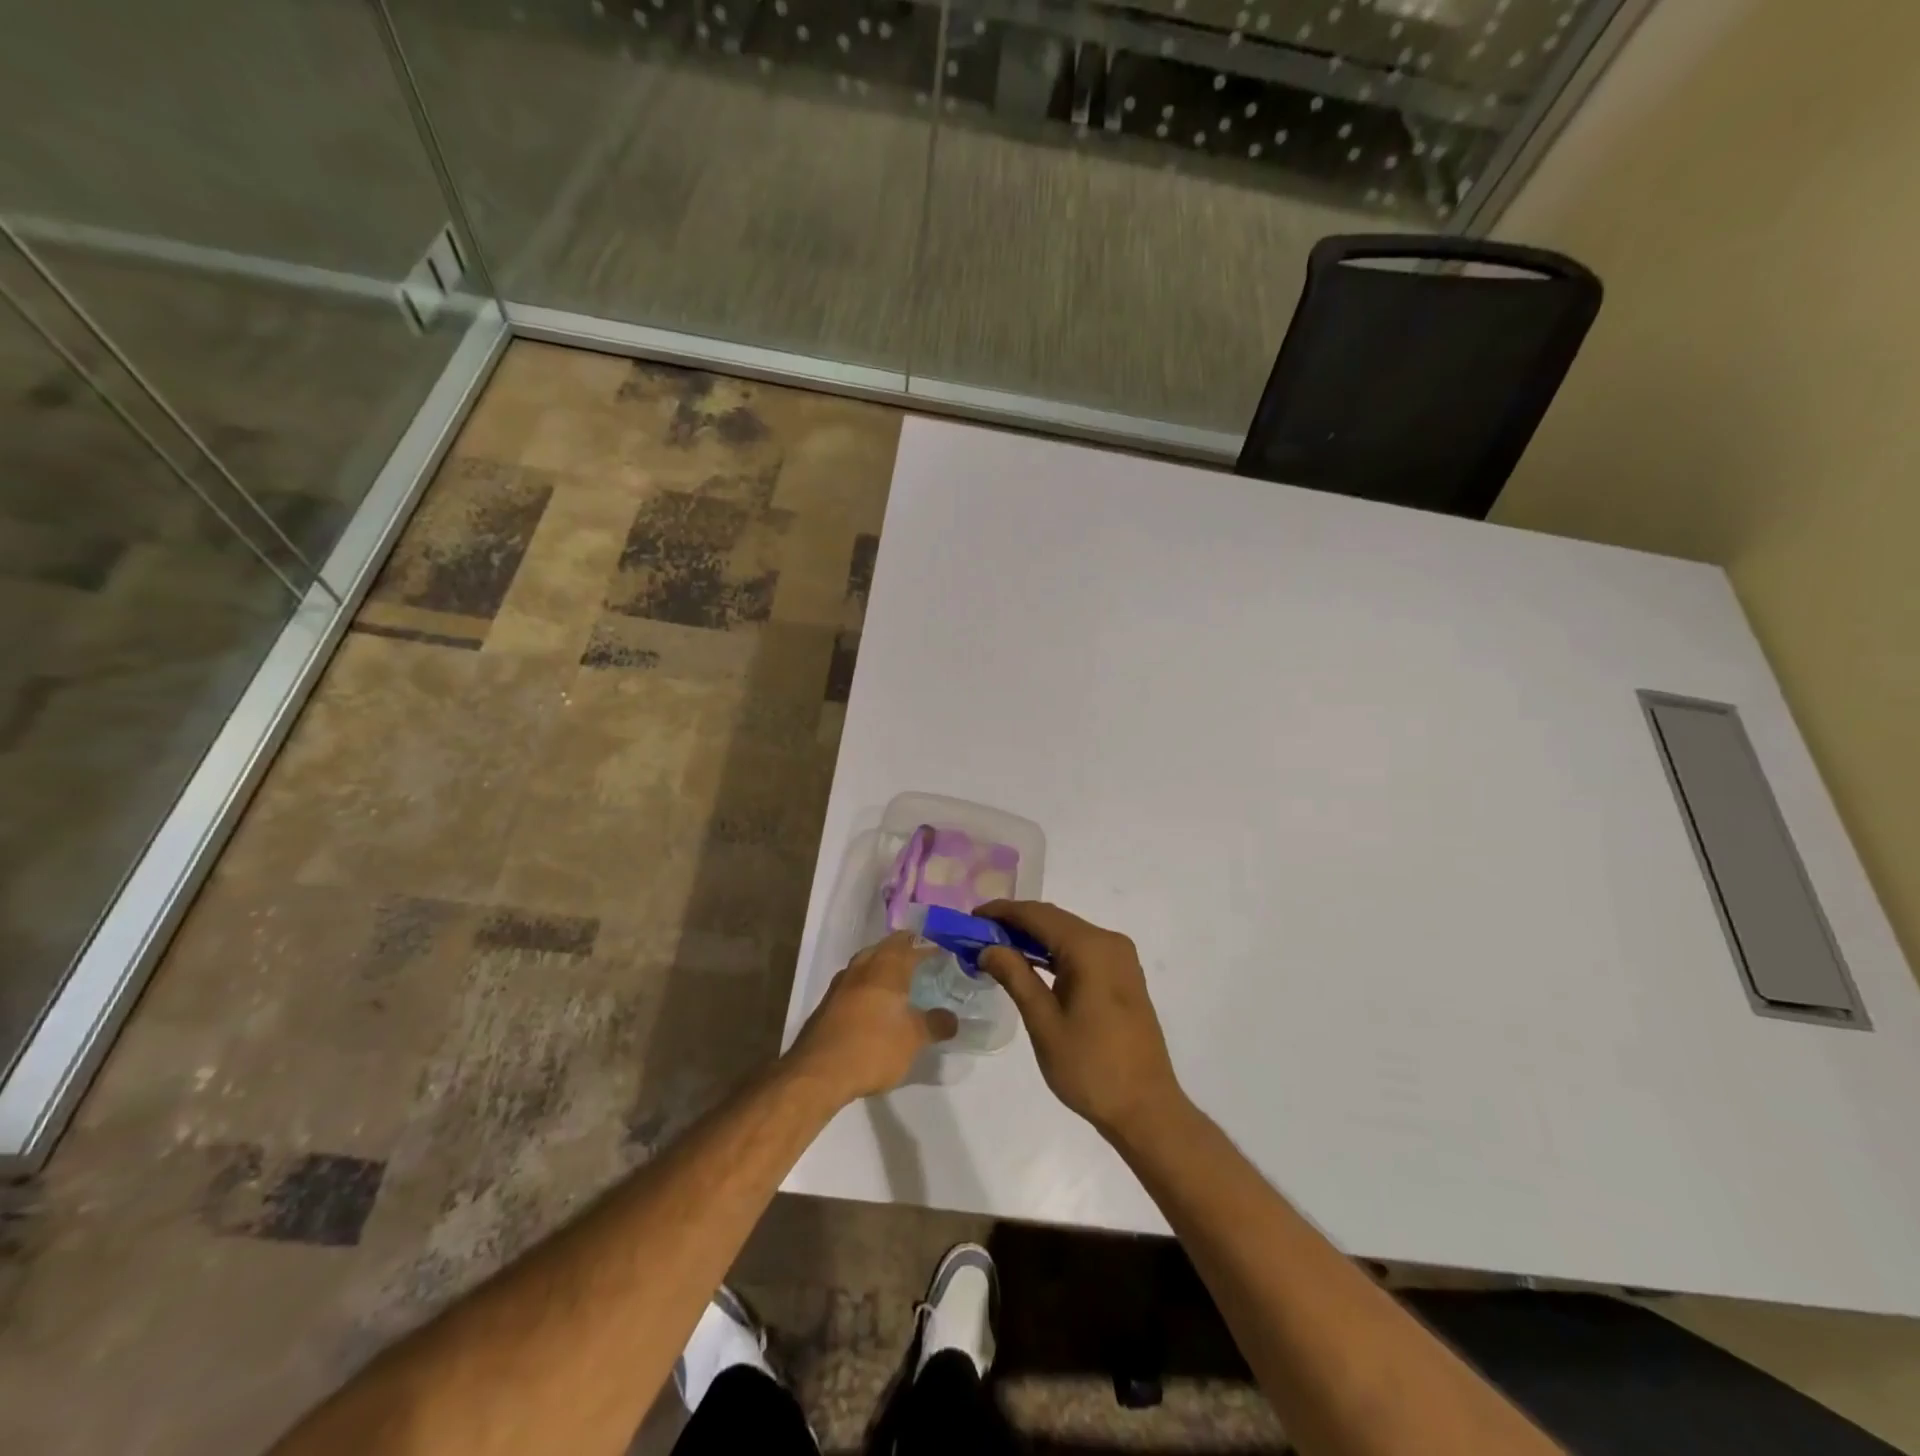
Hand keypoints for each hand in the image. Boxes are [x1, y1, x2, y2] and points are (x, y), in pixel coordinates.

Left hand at [785, 932, 957, 1104]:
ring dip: (884, 965)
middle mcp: (863, 966)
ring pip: (867, 962)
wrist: (818, 1072)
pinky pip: (855, 981)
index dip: (928, 946)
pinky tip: (875, 1002)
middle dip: (905, 950)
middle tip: (923, 963)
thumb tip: (952, 1018)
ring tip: (901, 980)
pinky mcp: (828, 1002)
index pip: (911, 943)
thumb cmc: (873, 1048)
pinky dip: (869, 983)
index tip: (944, 953)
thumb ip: (935, 1025)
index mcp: (887, 967)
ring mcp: (841, 983)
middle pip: (886, 947)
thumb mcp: (913, 1039)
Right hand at [977, 901, 1185, 1140]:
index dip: (1003, 912)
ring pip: (1068, 933)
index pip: (1038, 915)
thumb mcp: (1044, 1023)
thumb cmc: (1090, 1068)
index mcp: (1090, 948)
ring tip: (996, 949)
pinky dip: (1054, 951)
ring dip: (1034, 937)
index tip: (971, 917)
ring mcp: (1120, 958)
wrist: (1146, 1108)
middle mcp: (1109, 942)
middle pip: (1054, 920)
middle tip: (978, 935)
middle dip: (1016, 923)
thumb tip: (988, 947)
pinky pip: (1082, 950)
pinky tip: (1030, 964)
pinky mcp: (1123, 975)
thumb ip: (1015, 977)